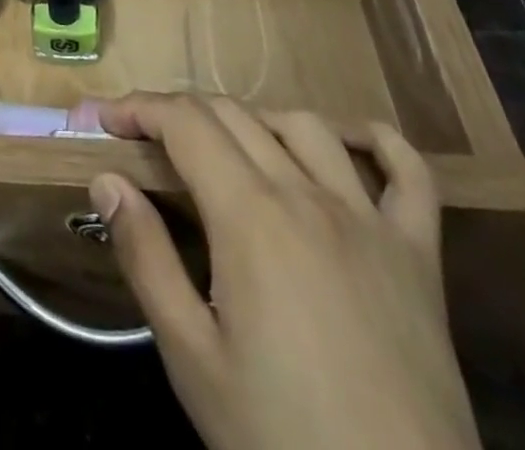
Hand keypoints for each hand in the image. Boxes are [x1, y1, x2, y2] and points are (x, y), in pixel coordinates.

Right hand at [90, 95, 478, 449]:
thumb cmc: (281, 437)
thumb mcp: (192, 358)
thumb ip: (146, 258)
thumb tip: (107, 180)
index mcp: (250, 215)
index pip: (184, 123)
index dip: (139, 107)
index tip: (105, 118)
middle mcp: (308, 196)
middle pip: (235, 115)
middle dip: (181, 111)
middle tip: (147, 136)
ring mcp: (371, 220)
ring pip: (305, 126)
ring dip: (256, 119)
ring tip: (228, 146)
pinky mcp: (418, 255)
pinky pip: (408, 172)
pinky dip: (376, 140)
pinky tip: (347, 140)